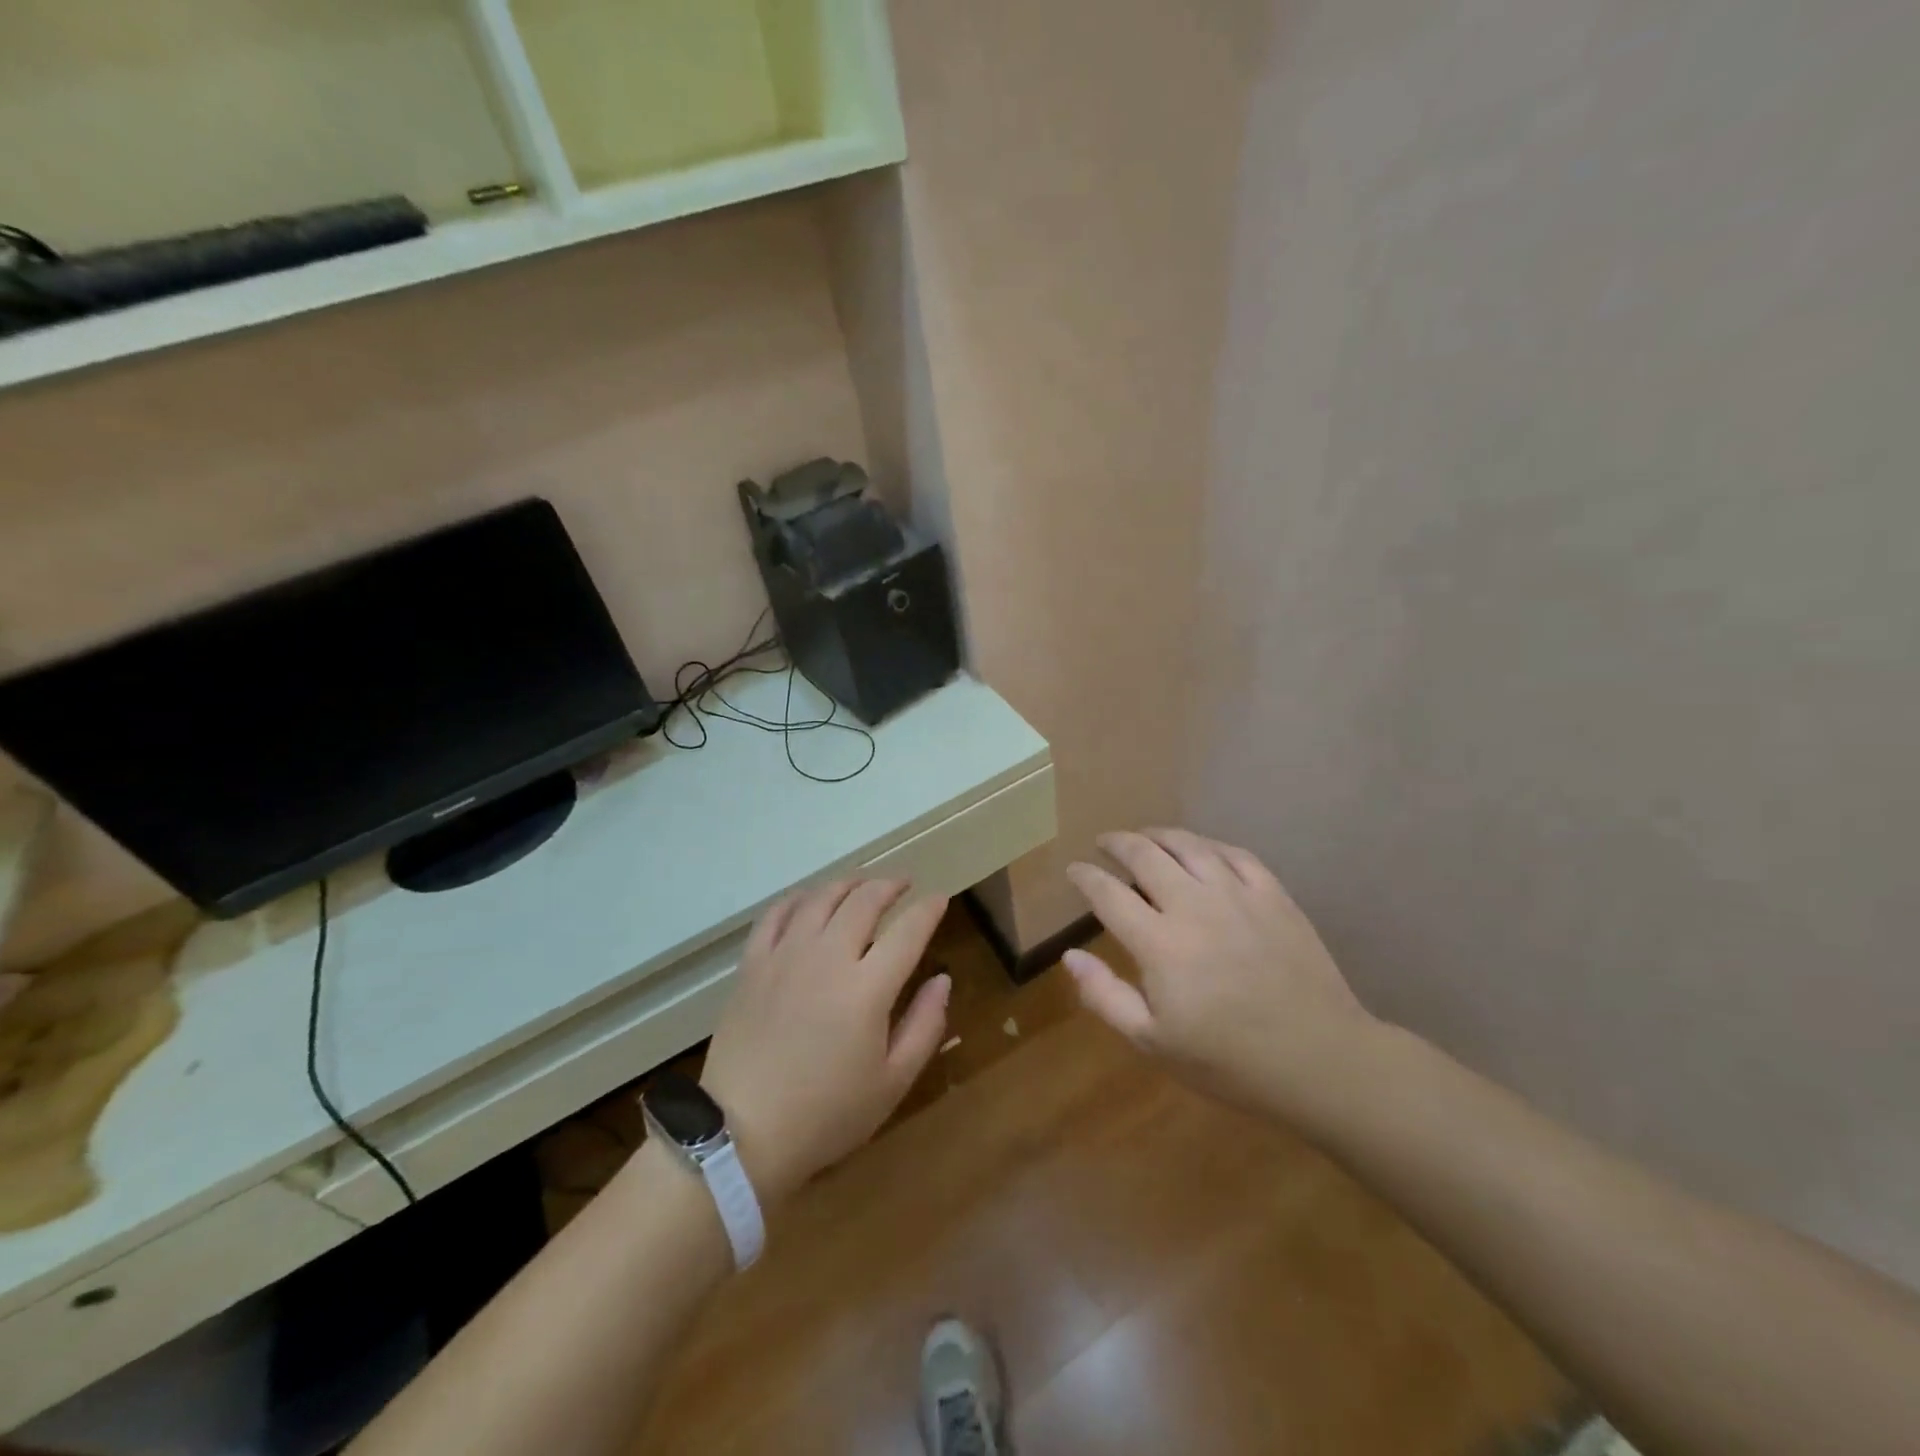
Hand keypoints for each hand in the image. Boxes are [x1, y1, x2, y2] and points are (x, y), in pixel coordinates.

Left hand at [700, 880, 950, 1205]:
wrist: (741, 1134)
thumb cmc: (826, 1115)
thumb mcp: (892, 1082)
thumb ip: (924, 1025)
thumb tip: (942, 980)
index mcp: (867, 987)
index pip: (908, 930)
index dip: (928, 909)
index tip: (940, 899)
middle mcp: (828, 957)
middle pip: (864, 900)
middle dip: (890, 885)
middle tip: (904, 884)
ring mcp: (785, 956)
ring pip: (821, 898)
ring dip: (848, 884)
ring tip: (862, 884)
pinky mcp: (753, 964)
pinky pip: (776, 915)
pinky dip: (798, 899)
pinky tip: (809, 901)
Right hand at [1064, 828, 1378, 1118]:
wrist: (1320, 1061)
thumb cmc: (1229, 1061)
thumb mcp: (1154, 1042)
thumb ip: (1105, 996)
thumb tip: (1069, 956)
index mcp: (1159, 943)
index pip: (1109, 894)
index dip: (1085, 877)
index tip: (1073, 870)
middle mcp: (1194, 905)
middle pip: (1145, 855)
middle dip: (1117, 843)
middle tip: (1104, 843)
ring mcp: (1238, 895)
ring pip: (1189, 846)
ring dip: (1158, 835)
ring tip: (1144, 836)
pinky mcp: (1274, 896)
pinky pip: (1235, 854)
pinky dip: (1208, 845)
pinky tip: (1200, 849)